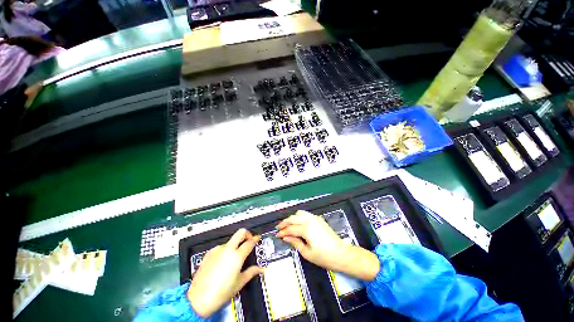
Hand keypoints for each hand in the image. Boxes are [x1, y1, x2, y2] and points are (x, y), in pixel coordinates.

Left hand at [187, 229, 261, 316]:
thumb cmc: (220, 293)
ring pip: (230, 240)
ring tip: (235, 257)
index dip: (255, 238)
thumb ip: (251, 272)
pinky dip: (226, 250)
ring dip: (235, 244)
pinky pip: (221, 247)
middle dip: (247, 234)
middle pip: (240, 232)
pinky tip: (224, 262)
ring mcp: (217, 250)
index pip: (250, 242)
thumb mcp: (239, 283)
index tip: (257, 238)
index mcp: (237, 256)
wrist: (198, 299)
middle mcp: (227, 249)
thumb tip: (260, 269)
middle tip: (249, 240)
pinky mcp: (209, 253)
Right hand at [276, 210, 379, 280]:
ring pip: (299, 213)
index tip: (276, 235)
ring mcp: (315, 218)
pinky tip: (298, 223)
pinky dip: (299, 216)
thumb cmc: (324, 256)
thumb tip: (285, 237)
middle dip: (284, 222)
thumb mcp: (307, 253)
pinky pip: (306, 214)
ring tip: (287, 225)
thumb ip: (295, 242)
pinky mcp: (318, 219)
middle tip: (278, 228)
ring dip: (292, 218)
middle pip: (293, 218)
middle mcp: (309, 220)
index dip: (282, 232)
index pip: (290, 228)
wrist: (341, 253)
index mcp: (306, 229)